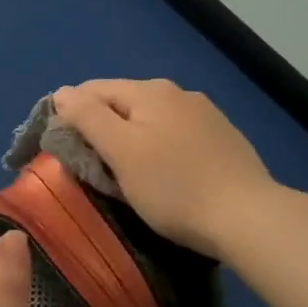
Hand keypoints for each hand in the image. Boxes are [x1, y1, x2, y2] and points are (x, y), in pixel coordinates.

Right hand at [52, 79, 277, 259]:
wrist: (246, 216)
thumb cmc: (173, 186)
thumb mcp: (120, 151)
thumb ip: (88, 117)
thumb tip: (62, 92)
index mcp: (150, 91)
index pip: (93, 90)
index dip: (69, 114)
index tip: (60, 149)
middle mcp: (179, 93)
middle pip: (123, 103)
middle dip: (102, 128)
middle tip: (92, 167)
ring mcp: (205, 115)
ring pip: (151, 120)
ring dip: (131, 139)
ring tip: (125, 173)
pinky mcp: (223, 139)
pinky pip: (176, 136)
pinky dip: (159, 148)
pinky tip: (164, 174)